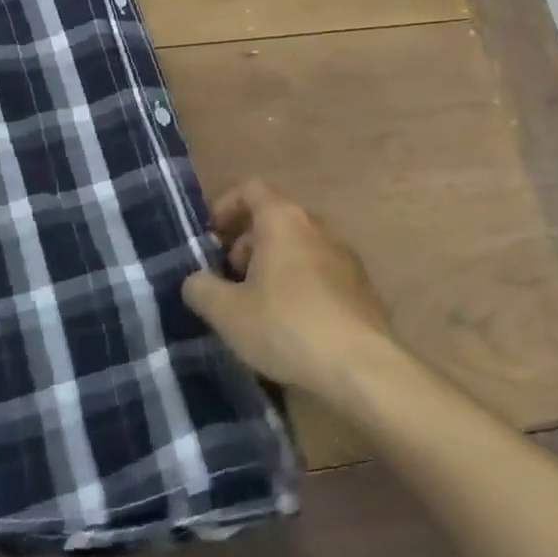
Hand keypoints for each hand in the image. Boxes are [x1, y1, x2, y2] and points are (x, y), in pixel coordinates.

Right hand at [182, 178, 401, 403]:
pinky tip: (290, 323)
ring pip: (297, 245)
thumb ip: (201, 289)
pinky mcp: (360, 285)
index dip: (225, 206)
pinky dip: (298, 283)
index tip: (210, 237)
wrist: (361, 366)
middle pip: (274, 218)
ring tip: (257, 305)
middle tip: (230, 279)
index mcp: (283, 219)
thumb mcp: (227, 312)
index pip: (250, 189)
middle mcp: (316, 226)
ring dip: (272, 264)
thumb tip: (196, 280)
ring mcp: (344, 254)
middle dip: (246, 242)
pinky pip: (319, 270)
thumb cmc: (286, 326)